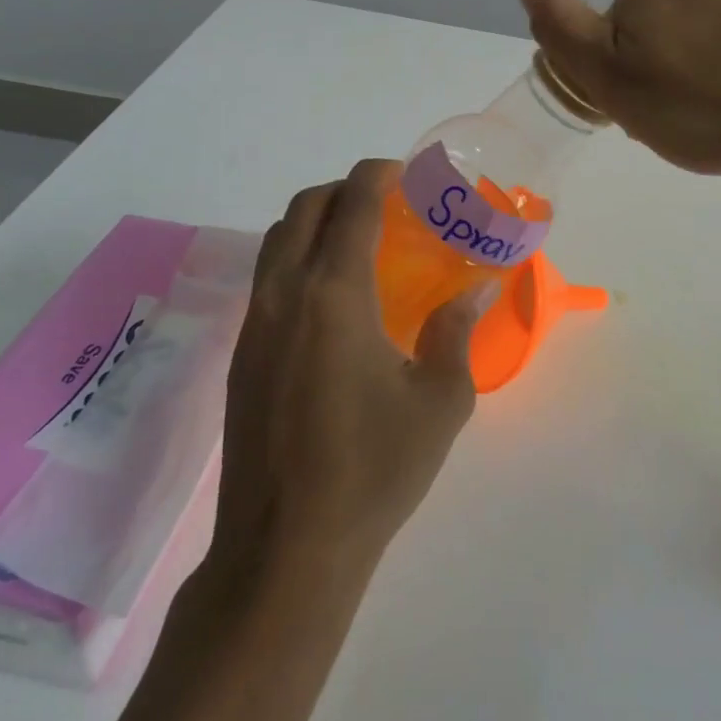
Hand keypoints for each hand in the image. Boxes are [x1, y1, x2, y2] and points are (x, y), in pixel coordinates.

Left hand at [209, 159, 494, 583]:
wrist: (285, 549)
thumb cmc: (373, 470)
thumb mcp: (439, 401)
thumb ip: (457, 332)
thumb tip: (479, 287)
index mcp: (334, 294)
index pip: (351, 205)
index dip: (376, 175)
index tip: (404, 172)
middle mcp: (286, 295)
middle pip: (304, 209)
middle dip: (344, 189)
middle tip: (386, 202)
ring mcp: (255, 324)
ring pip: (278, 240)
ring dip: (316, 221)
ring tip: (359, 240)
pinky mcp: (242, 355)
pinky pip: (267, 276)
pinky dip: (297, 257)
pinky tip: (331, 295)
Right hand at [522, 0, 720, 197]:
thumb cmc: (716, 111)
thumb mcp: (619, 86)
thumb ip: (567, 33)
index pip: (613, 32)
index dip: (624, 78)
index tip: (651, 115)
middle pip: (662, 27)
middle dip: (667, 69)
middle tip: (693, 122)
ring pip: (711, 31)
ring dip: (712, 67)